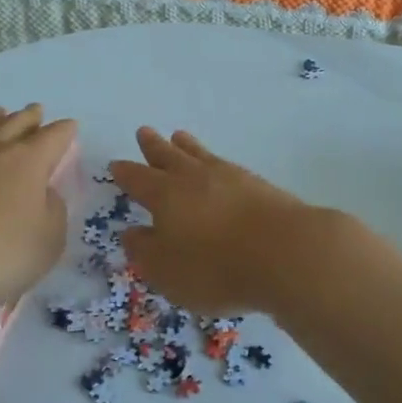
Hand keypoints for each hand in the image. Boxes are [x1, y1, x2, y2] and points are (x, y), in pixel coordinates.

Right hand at [110, 128, 327, 314]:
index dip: (126, 173)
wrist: (285, 251)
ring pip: (200, 154)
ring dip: (186, 146)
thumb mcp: (166, 270)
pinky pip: (225, 164)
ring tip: (179, 135)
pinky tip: (219, 165)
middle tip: (144, 132)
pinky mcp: (258, 184)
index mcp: (165, 195)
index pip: (138, 179)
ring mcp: (229, 177)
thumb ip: (145, 252)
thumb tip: (131, 233)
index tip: (116, 164)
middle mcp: (194, 178)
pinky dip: (214, 160)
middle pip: (168, 156)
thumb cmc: (215, 267)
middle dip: (153, 147)